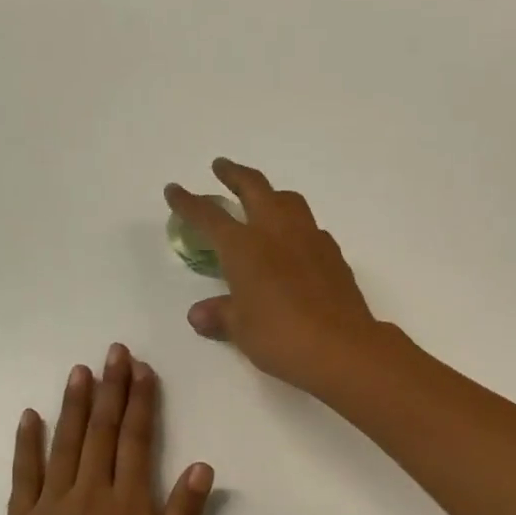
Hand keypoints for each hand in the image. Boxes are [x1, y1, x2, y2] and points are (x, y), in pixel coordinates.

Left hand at [0, 344, 213, 514]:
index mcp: (128, 508)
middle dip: (110, 389)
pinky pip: (23, 474)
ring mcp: (48, 508)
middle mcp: (88, 496)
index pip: (136, 441)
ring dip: (73, 404)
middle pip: (101, 432)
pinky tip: (30, 417)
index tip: (143, 370)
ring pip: (63, 444)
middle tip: (115, 352)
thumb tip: (200, 466)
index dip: (141, 403)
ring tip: (80, 370)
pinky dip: (27, 443)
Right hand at [165, 159, 383, 394]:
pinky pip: (311, 228)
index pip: (209, 216)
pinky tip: (295, 243)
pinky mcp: (334, 255)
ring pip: (288, 200)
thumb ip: (220, 315)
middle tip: (222, 167)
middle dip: (234, 175)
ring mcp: (310, 239)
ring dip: (271, 194)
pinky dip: (296, 226)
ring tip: (264, 200)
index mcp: (244, 246)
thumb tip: (199, 314)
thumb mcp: (241, 329)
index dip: (188, 202)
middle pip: (254, 188)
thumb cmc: (280, 337)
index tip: (174, 190)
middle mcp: (276, 232)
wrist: (341, 347)